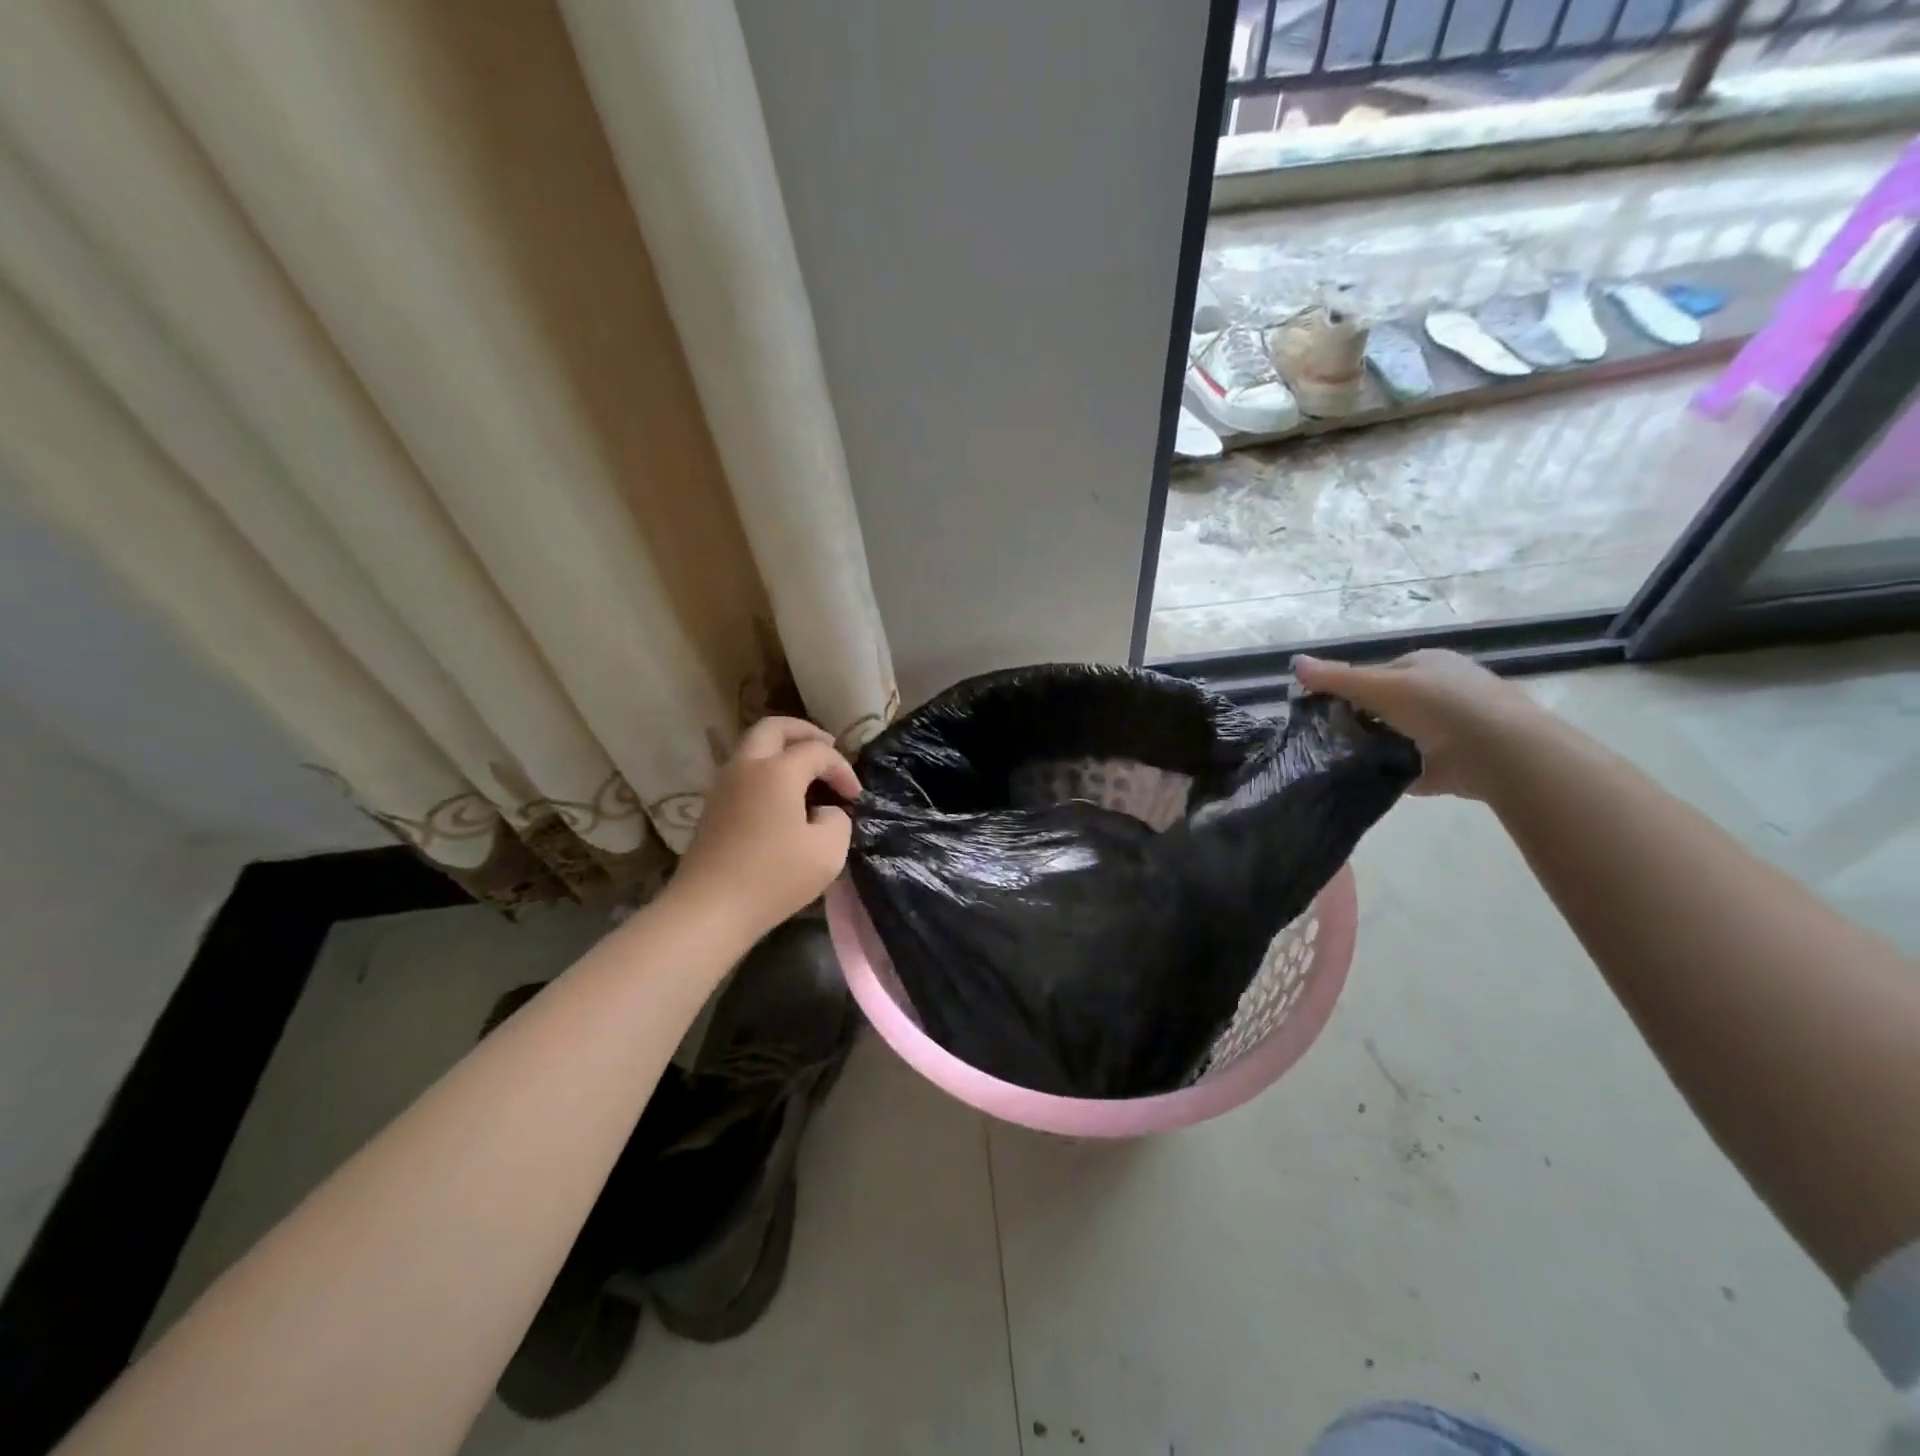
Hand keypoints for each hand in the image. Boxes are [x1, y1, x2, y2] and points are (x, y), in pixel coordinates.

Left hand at [671, 717, 861, 936]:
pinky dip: (766, 769)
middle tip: (827, 746)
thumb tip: (824, 812)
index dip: (842, 769)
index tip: (855, 797)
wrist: (709, 909)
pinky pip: (743, 770)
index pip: (818, 752)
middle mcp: (746, 766)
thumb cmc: (774, 878)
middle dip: (805, 732)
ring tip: (806, 771)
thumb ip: (837, 820)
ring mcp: (723, 785)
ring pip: (753, 747)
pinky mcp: (712, 806)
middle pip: (774, 728)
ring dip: (781, 749)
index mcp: (777, 770)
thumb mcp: (828, 852)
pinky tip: (782, 795)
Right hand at [1293, 649, 1544, 800]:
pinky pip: (1414, 767)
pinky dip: (1395, 773)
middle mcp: (1443, 691)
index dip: (1353, 689)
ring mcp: (1452, 728)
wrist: (1500, 752)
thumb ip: (1337, 678)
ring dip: (1379, 748)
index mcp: (1429, 664)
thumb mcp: (1380, 686)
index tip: (1328, 711)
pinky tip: (1371, 781)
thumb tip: (1293, 663)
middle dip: (1365, 721)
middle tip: (1333, 738)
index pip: (1380, 673)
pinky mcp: (1455, 763)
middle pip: (1390, 706)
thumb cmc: (1441, 706)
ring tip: (1345, 761)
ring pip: (1401, 736)